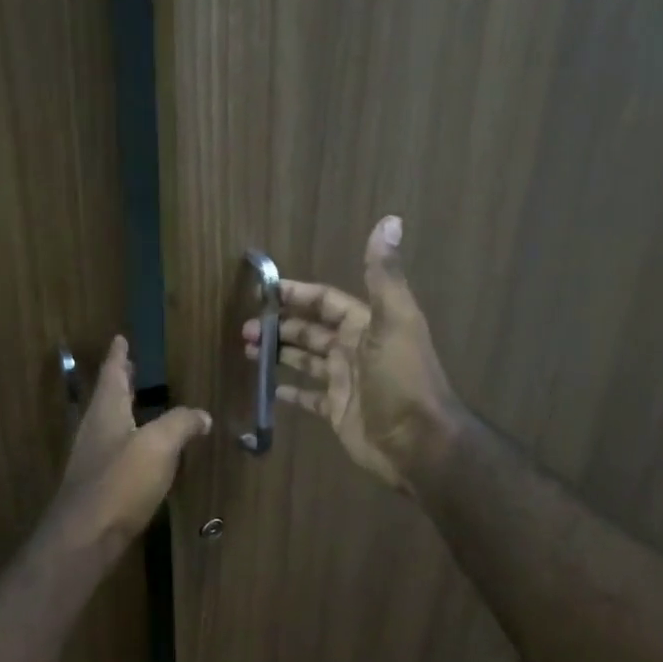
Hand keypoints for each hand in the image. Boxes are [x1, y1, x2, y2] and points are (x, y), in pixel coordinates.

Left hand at [50, 336, 210, 553]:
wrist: (86, 536)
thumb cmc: (121, 481)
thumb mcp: (159, 445)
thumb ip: (181, 424)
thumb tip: (202, 415)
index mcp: (106, 411)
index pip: (113, 373)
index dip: (119, 356)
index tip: (120, 338)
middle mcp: (95, 429)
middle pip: (109, 397)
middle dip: (121, 380)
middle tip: (132, 365)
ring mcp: (94, 458)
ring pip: (111, 423)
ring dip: (125, 409)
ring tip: (142, 402)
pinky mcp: (99, 484)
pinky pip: (117, 449)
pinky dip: (130, 438)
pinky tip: (145, 451)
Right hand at [243, 216, 464, 490]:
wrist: (418, 442)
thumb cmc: (402, 379)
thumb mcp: (394, 321)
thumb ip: (384, 274)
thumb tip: (390, 220)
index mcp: (364, 325)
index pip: (325, 301)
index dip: (297, 293)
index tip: (264, 290)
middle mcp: (353, 349)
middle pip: (311, 330)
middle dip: (280, 326)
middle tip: (245, 329)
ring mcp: (344, 381)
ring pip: (306, 360)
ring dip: (279, 353)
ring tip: (248, 352)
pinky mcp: (338, 411)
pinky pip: (308, 397)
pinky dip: (289, 391)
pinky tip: (267, 388)